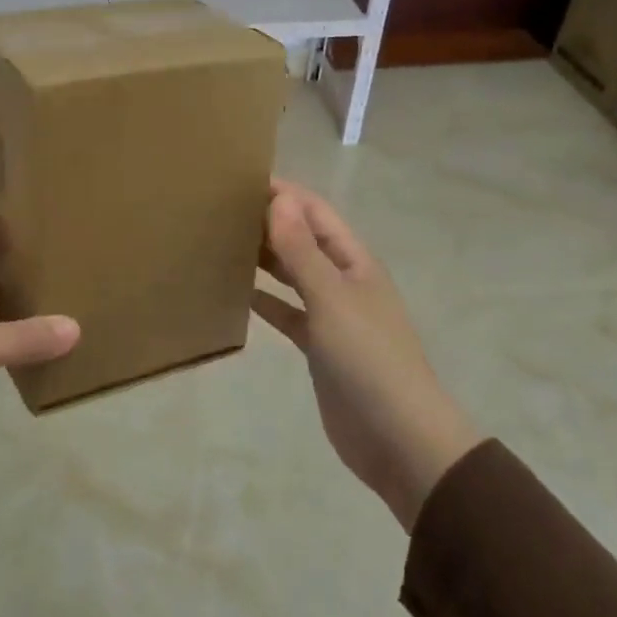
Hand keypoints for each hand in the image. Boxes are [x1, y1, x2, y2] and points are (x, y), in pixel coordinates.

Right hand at [252, 179, 482, 529]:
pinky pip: (286, 313)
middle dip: (270, 222)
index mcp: (354, 262)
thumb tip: (279, 198)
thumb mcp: (332, 299)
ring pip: (292, 275)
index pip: (315, 213)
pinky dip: (264, 301)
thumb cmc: (368, 359)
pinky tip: (236, 293)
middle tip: (220, 209)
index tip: (240, 179)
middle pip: (303, 240)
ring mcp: (331, 315)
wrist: (397, 437)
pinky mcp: (318, 346)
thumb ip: (302, 251)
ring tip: (221, 241)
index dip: (284, 194)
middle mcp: (343, 281)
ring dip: (264, 259)